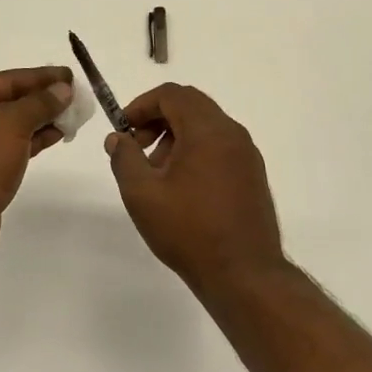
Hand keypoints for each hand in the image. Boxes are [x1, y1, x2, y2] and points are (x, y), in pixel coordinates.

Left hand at [0, 65, 72, 259]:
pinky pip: (10, 144)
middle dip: (43, 98)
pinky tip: (57, 134)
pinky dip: (33, 138)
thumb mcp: (13, 124)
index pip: (7, 79)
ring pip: (11, 124)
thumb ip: (40, 103)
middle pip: (9, 100)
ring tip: (73, 115)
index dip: (41, 77)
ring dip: (41, 119)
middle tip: (76, 96)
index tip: (70, 75)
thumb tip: (63, 88)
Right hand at [105, 83, 286, 293]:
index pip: (172, 94)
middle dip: (158, 119)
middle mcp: (232, 133)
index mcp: (207, 130)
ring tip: (156, 173)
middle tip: (136, 147)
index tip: (123, 129)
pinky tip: (181, 187)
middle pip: (190, 105)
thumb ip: (124, 158)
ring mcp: (247, 154)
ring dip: (176, 136)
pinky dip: (195, 151)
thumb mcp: (142, 194)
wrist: (245, 276)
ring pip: (206, 126)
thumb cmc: (189, 230)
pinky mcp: (253, 175)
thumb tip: (118, 139)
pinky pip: (220, 146)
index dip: (142, 105)